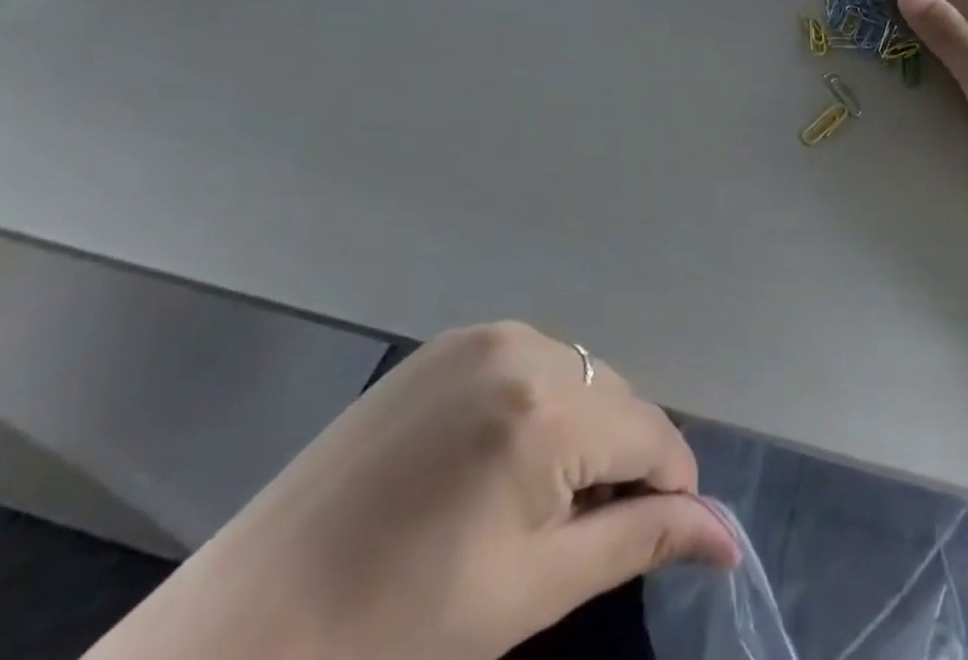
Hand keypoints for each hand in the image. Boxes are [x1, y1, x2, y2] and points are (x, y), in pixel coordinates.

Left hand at [87, 323, 737, 659]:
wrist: (238, 637)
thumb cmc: (396, 633)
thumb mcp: (533, 591)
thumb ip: (641, 541)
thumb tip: (729, 540)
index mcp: (547, 409)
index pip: (652, 434)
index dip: (669, 488)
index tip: (660, 535)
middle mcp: (523, 346)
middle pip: (615, 398)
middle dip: (620, 460)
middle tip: (581, 536)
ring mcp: (479, 337)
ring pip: (576, 376)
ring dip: (581, 431)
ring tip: (535, 504)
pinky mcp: (444, 345)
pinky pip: (527, 362)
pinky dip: (536, 405)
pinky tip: (494, 464)